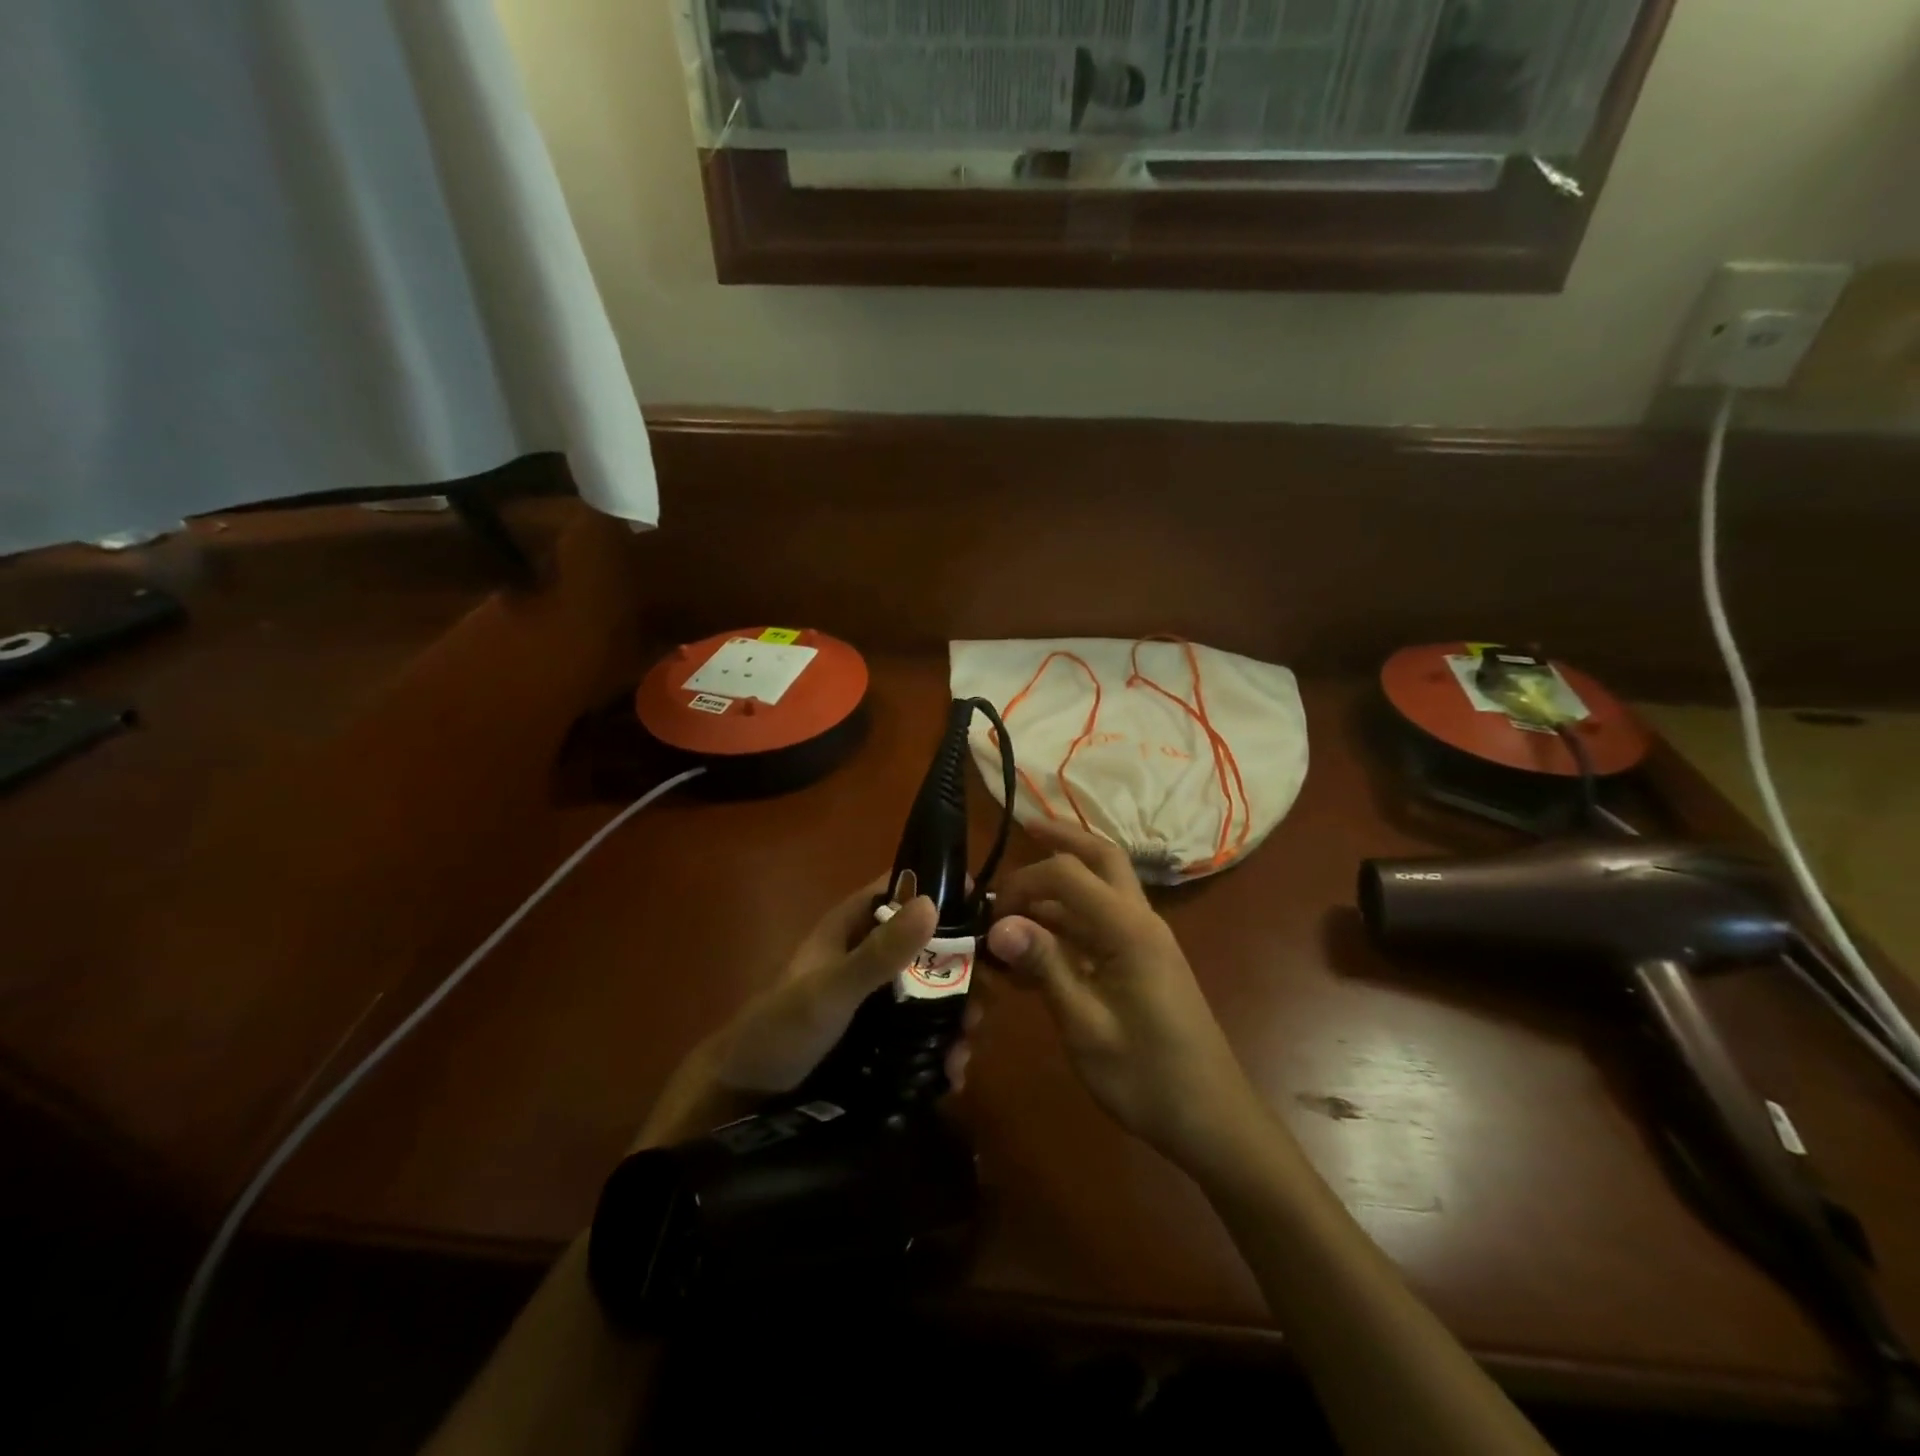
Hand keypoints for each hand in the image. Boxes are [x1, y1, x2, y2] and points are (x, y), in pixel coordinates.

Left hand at [635, 881, 973, 1148]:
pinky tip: (952, 1074)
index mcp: (853, 926)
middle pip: (930, 946)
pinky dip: (940, 1049)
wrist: (742, 1100)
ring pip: (932, 992)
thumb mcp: (832, 989)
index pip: (905, 890)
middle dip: (962, 973)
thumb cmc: (780, 1029)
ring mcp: (877, 997)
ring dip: (956, 1017)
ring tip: (964, 1051)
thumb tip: (933, 902)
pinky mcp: (880, 1037)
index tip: (990, 914)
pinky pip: (922, 1032)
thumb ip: (879, 952)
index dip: (945, 893)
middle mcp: (870, 954)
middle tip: (982, 1004)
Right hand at [987, 820, 1265, 1175]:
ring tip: (1013, 905)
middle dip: (1063, 839)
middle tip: (1024, 829)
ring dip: (1059, 887)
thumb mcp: (1086, 1026)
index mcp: (1129, 929)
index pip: (1068, 873)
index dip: (1023, 881)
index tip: (989, 914)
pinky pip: (1100, 925)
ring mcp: (1144, 941)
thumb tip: (999, 924)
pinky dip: (1067, 923)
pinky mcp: (1142, 962)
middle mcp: (1140, 921)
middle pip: (1101, 858)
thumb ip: (1045, 967)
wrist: (1211, 1120)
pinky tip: (1035, 948)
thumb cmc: (1147, 1077)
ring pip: (1100, 890)